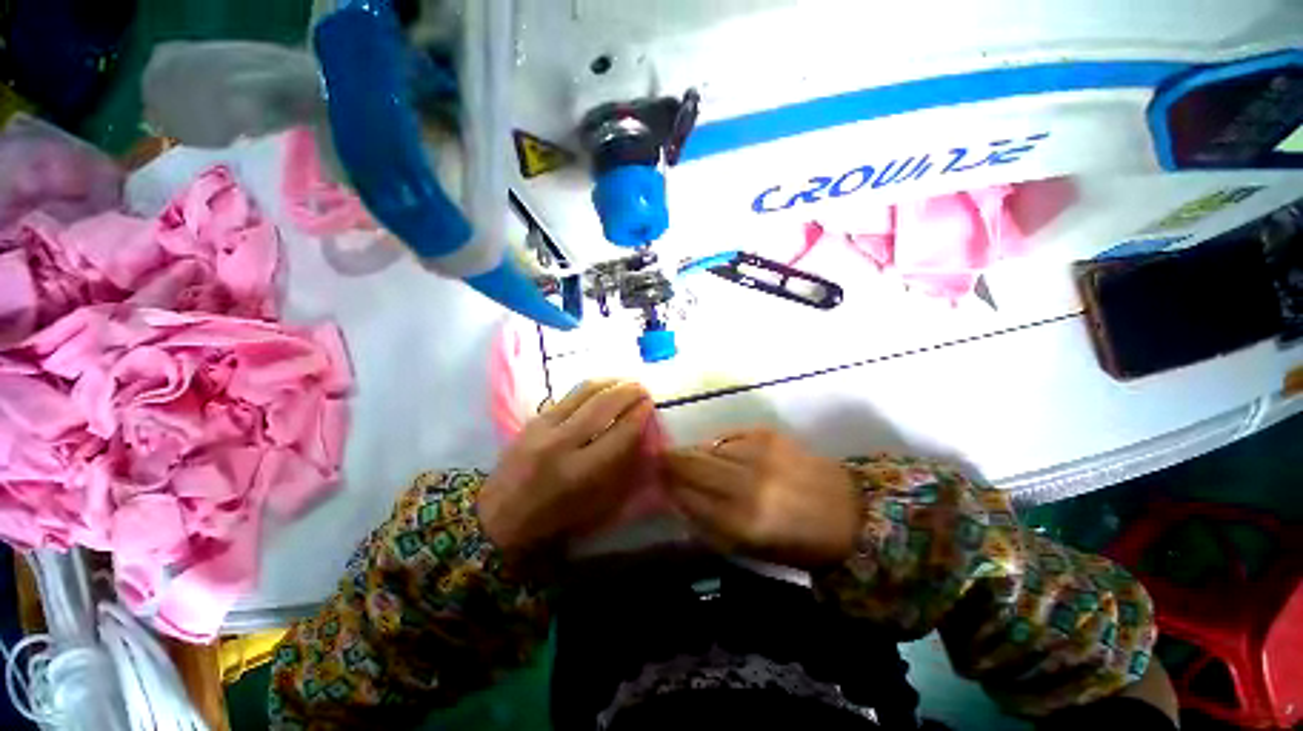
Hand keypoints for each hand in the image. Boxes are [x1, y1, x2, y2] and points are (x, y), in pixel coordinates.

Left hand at [478, 380, 653, 554]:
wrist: (499, 515)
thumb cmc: (554, 518)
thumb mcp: (596, 505)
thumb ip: (620, 468)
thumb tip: (639, 434)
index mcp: (580, 473)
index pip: (619, 433)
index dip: (639, 415)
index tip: (650, 404)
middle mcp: (562, 444)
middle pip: (602, 405)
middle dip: (628, 391)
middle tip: (643, 387)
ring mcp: (544, 427)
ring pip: (584, 392)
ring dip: (610, 383)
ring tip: (626, 382)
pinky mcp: (533, 419)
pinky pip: (569, 395)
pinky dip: (591, 388)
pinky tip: (602, 388)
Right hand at [664, 428, 859, 567]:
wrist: (848, 513)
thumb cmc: (796, 542)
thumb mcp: (747, 549)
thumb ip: (707, 523)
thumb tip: (677, 496)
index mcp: (741, 522)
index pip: (686, 496)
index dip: (668, 486)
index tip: (657, 480)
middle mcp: (746, 483)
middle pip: (691, 463)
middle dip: (670, 460)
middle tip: (661, 460)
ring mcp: (757, 453)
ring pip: (707, 447)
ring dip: (694, 452)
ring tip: (690, 457)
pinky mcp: (767, 434)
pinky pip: (727, 437)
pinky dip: (718, 445)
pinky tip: (721, 453)